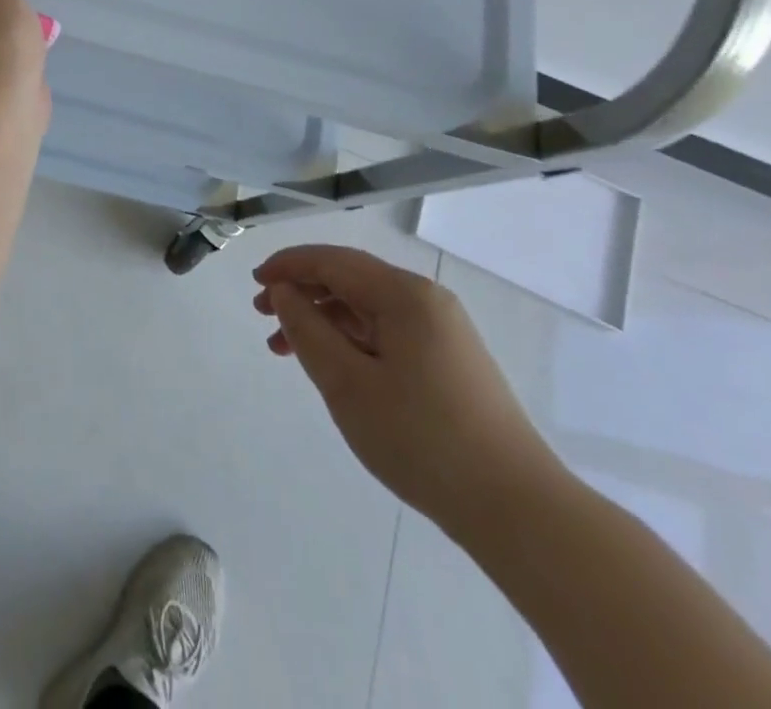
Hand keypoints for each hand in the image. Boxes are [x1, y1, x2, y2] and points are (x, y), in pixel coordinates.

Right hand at [254, 244, 564, 539]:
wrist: (517, 510)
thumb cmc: (421, 439)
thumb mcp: (347, 383)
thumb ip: (306, 329)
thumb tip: (284, 291)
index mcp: (404, 294)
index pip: (332, 260)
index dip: (288, 266)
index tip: (253, 283)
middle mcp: (426, 300)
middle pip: (350, 279)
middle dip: (302, 292)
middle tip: (263, 317)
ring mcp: (443, 331)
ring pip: (367, 308)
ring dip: (323, 319)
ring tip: (287, 349)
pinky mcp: (450, 361)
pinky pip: (387, 332)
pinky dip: (351, 340)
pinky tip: (332, 365)